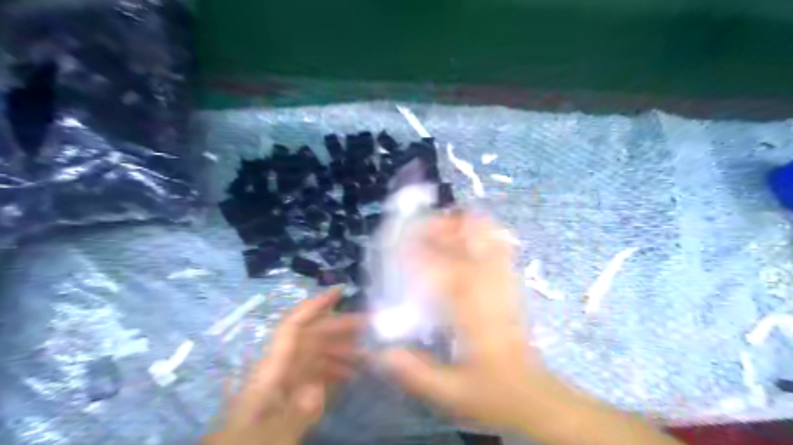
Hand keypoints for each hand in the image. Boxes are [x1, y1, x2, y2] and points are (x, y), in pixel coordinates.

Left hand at [203, 288, 364, 444]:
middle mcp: (281, 368)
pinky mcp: (292, 397)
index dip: (315, 305)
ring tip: (368, 354)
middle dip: (339, 327)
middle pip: (311, 337)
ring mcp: (287, 382)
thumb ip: (294, 413)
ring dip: (341, 351)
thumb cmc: (248, 443)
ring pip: (317, 355)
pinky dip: (335, 371)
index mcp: (271, 369)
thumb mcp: (270, 436)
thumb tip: (318, 391)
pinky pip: (316, 375)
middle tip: (369, 325)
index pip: (293, 327)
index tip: (340, 291)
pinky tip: (352, 374)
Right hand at [377, 211, 681, 443]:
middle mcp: (490, 287)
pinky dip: (482, 233)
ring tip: (438, 229)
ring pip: (488, 234)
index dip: (416, 247)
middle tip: (416, 230)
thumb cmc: (492, 393)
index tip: (395, 242)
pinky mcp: (512, 285)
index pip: (441, 264)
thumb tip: (377, 351)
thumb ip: (412, 371)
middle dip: (441, 225)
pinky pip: (500, 246)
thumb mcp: (449, 392)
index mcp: (472, 310)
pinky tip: (464, 240)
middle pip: (469, 236)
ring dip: (462, 224)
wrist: (534, 396)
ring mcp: (505, 282)